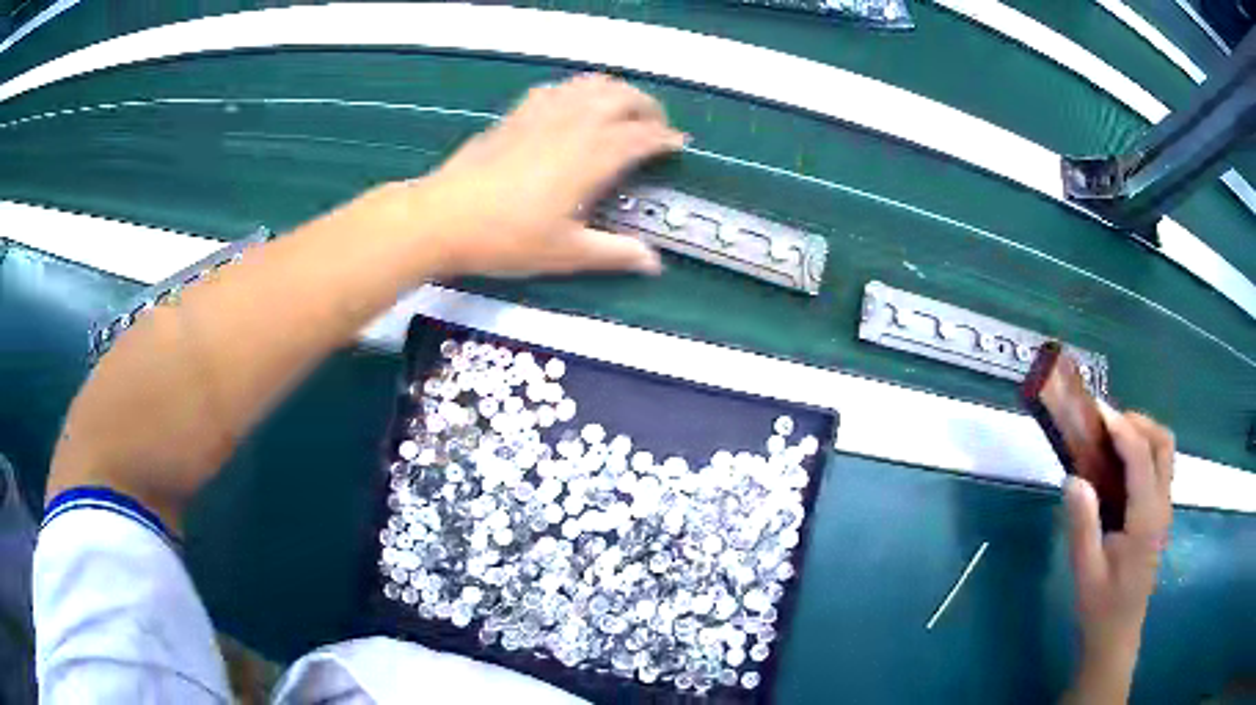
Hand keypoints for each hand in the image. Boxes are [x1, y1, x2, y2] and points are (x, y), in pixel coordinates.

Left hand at [401, 74, 685, 277]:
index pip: (642, 136)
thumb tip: (653, 263)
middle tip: (655, 126)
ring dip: (615, 92)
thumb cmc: (506, 238)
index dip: (665, 139)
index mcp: (592, 157)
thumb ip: (614, 253)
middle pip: (622, 98)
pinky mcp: (517, 115)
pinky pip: (557, 89)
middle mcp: (574, 126)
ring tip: (622, 109)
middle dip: (647, 107)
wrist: (444, 217)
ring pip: (590, 85)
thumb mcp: (566, 253)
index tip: (678, 145)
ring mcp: (543, 115)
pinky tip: (573, 105)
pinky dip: (577, 91)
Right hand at [1062, 411, 1173, 701]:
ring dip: (1142, 434)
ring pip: (1164, 452)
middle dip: (1138, 423)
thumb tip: (1074, 477)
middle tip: (1106, 424)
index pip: (1141, 457)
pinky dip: (1143, 451)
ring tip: (1112, 439)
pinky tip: (1120, 466)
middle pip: (1163, 443)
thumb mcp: (1085, 572)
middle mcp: (1162, 506)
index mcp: (1146, 519)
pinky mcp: (1159, 515)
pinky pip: (1159, 467)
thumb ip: (1082, 524)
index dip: (1121, 428)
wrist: (1116, 638)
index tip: (1097, 411)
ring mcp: (1164, 510)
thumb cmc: (1100, 608)